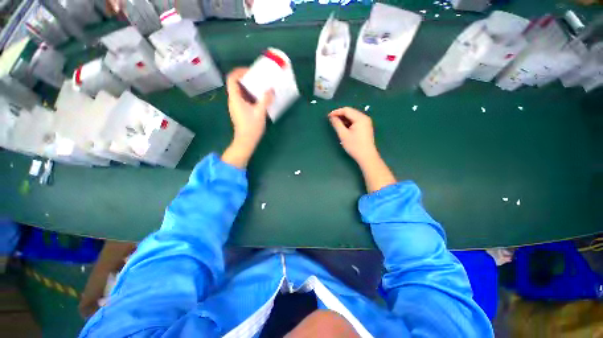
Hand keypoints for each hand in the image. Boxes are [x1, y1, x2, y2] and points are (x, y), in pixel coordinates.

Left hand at [222, 68, 272, 167]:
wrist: (246, 141)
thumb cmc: (251, 127)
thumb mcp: (260, 112)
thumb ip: (265, 100)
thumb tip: (271, 90)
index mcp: (235, 98)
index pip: (232, 78)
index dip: (239, 71)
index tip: (251, 71)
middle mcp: (233, 100)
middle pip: (236, 84)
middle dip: (247, 79)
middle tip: (259, 79)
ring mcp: (236, 106)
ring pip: (241, 92)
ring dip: (250, 88)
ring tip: (261, 87)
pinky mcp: (240, 111)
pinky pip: (244, 99)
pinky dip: (251, 96)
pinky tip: (260, 99)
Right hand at [329, 107, 395, 192]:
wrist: (367, 156)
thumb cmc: (355, 146)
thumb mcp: (343, 135)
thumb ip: (337, 124)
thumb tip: (332, 117)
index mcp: (360, 118)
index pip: (346, 110)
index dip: (336, 112)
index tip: (328, 116)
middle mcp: (365, 118)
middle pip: (350, 112)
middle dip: (340, 115)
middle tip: (331, 120)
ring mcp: (366, 122)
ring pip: (352, 117)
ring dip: (344, 119)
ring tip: (336, 124)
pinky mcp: (366, 127)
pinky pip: (355, 121)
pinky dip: (348, 122)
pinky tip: (343, 127)